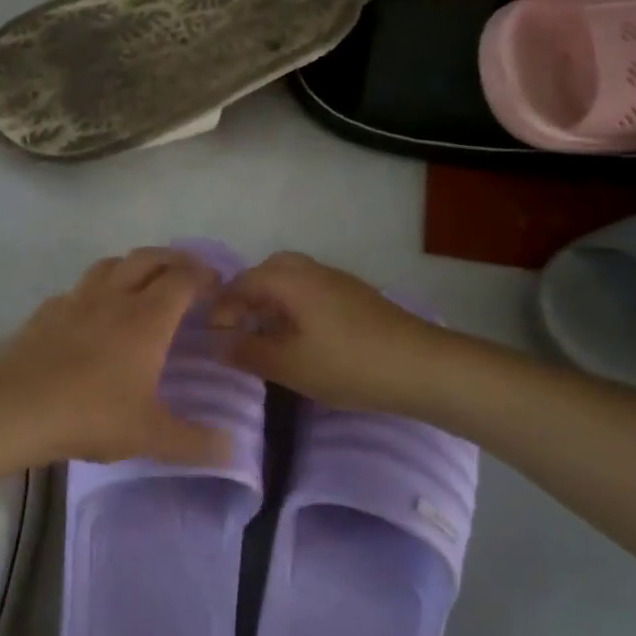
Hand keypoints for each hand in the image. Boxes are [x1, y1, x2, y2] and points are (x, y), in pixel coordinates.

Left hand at [0, 248, 229, 468]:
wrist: (12, 407)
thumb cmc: (89, 414)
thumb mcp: (149, 436)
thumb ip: (194, 442)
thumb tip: (233, 450)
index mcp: (146, 318)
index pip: (183, 279)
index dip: (204, 276)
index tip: (217, 285)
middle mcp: (114, 296)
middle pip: (149, 258)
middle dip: (174, 260)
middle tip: (188, 275)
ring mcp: (77, 299)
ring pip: (112, 264)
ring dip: (135, 265)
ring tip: (143, 283)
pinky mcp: (47, 310)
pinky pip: (80, 287)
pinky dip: (98, 288)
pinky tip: (93, 311)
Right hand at [209, 251, 451, 410]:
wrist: (421, 365)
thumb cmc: (348, 364)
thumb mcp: (289, 365)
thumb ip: (248, 352)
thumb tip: (217, 344)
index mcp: (289, 279)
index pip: (241, 283)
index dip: (222, 309)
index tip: (214, 339)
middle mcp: (310, 269)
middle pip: (267, 272)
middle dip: (247, 298)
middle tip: (239, 331)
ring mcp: (336, 280)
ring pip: (292, 280)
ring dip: (272, 302)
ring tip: (267, 337)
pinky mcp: (355, 295)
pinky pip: (311, 290)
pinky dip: (295, 306)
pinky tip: (301, 338)